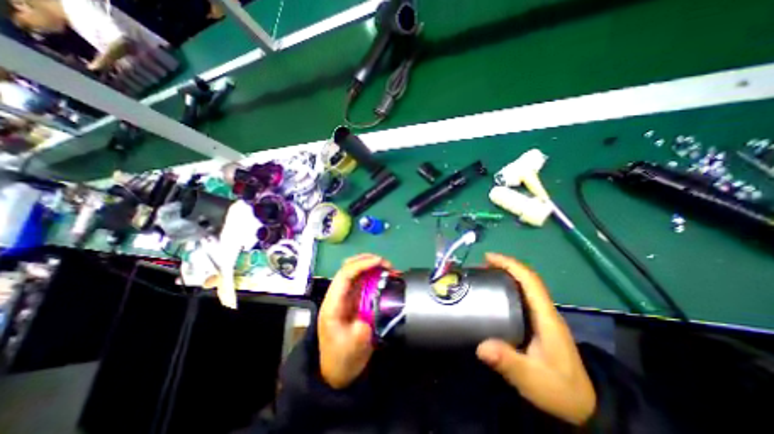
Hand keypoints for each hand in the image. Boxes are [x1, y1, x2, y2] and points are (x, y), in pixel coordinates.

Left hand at [317, 253, 389, 387]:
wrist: (335, 373)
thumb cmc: (342, 359)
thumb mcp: (357, 344)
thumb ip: (368, 323)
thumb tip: (379, 304)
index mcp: (333, 304)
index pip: (345, 275)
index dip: (362, 264)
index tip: (380, 262)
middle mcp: (337, 296)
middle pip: (348, 268)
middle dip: (367, 261)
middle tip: (387, 265)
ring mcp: (344, 297)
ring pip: (355, 272)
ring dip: (371, 266)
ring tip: (387, 269)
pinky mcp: (351, 300)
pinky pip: (361, 282)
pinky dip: (373, 276)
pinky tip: (383, 278)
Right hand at [476, 252, 593, 425]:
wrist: (584, 406)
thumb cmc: (559, 390)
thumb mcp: (532, 379)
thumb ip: (508, 363)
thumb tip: (481, 347)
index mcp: (547, 317)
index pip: (531, 281)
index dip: (510, 264)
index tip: (488, 257)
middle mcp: (545, 311)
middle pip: (527, 279)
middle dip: (504, 266)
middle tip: (479, 266)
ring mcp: (542, 316)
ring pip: (525, 286)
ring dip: (505, 274)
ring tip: (482, 274)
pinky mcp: (537, 322)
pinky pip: (521, 296)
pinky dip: (507, 286)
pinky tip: (493, 292)